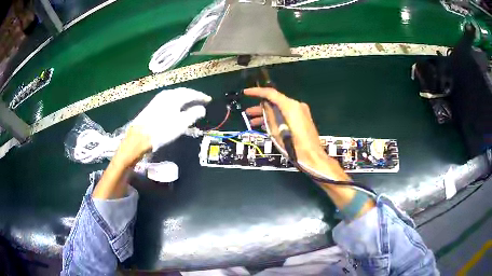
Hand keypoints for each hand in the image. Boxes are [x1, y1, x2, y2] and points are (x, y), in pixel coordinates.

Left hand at [131, 88, 211, 151]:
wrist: (140, 136)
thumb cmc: (163, 130)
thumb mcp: (181, 124)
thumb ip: (193, 114)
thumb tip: (202, 108)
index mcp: (174, 97)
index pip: (191, 93)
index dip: (201, 96)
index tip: (208, 99)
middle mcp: (166, 94)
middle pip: (182, 92)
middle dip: (193, 96)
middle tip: (201, 100)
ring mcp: (158, 99)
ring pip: (175, 95)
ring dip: (184, 98)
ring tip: (190, 103)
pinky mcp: (153, 105)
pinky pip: (169, 99)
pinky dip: (176, 101)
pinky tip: (177, 107)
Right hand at [244, 88, 375, 217]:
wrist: (312, 156)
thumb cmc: (294, 146)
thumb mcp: (276, 131)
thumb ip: (269, 115)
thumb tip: (264, 105)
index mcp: (290, 106)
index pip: (271, 93)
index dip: (257, 92)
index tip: (246, 92)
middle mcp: (297, 105)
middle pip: (276, 101)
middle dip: (260, 107)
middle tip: (248, 112)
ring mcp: (301, 112)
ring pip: (280, 109)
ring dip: (267, 114)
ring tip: (253, 121)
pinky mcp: (303, 119)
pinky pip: (286, 114)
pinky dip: (276, 118)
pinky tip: (265, 125)